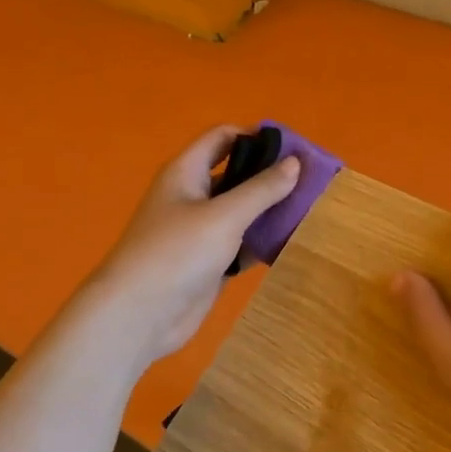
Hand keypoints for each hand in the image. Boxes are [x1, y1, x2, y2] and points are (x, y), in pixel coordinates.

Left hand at [89, 126, 299, 363]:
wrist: (139, 316)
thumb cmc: (177, 253)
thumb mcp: (224, 216)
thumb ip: (261, 189)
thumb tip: (295, 162)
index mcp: (186, 172)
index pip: (222, 137)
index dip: (255, 136)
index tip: (293, 146)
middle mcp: (192, 196)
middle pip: (236, 174)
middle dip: (270, 175)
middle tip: (311, 179)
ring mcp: (200, 232)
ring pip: (241, 211)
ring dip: (270, 209)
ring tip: (311, 208)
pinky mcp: (209, 263)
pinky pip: (241, 243)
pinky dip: (263, 241)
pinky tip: (293, 241)